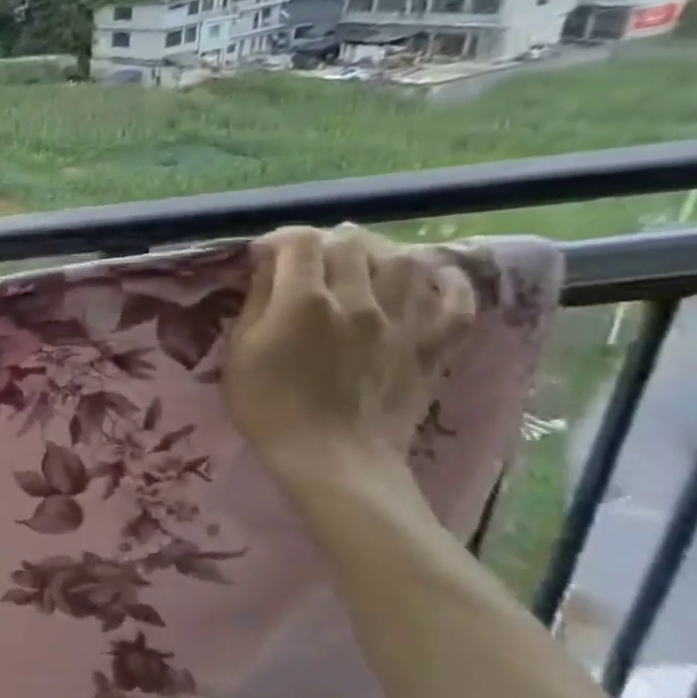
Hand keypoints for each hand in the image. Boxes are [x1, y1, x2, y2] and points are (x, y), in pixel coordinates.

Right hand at [224, 224, 475, 481]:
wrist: (331, 457)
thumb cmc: (269, 406)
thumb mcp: (241, 352)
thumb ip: (256, 302)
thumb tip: (266, 267)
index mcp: (304, 302)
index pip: (299, 242)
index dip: (278, 240)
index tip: (262, 256)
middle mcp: (358, 300)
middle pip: (349, 243)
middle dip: (323, 241)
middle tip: (305, 259)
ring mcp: (402, 320)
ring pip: (403, 259)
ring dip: (377, 251)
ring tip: (359, 261)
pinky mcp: (431, 343)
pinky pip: (455, 300)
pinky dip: (447, 282)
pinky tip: (430, 276)